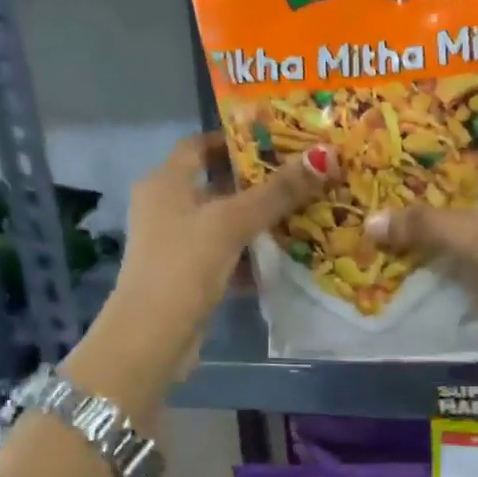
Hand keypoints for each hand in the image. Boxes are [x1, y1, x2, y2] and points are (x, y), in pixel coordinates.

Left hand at [68, 134, 329, 409]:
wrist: (152, 336)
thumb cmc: (185, 265)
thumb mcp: (232, 223)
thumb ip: (278, 192)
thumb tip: (325, 155)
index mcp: (166, 182)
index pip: (200, 145)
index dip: (236, 140)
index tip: (277, 142)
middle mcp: (167, 206)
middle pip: (217, 184)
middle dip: (258, 183)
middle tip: (302, 178)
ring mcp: (176, 243)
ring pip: (225, 223)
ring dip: (259, 222)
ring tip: (305, 214)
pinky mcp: (189, 276)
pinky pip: (226, 255)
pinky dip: (252, 256)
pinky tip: (285, 258)